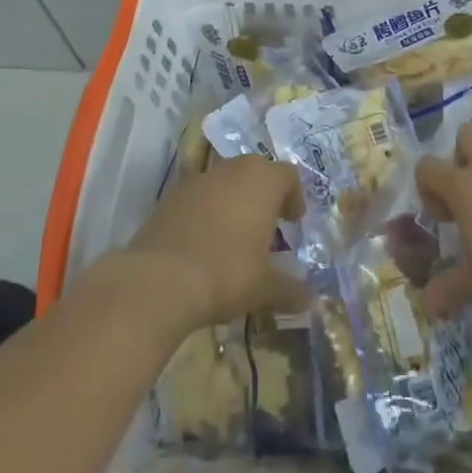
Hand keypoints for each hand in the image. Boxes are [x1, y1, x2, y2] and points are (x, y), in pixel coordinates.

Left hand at [121, 155, 307, 329]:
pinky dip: (206, 212)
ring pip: (224, 182)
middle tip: (267, 226)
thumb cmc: (226, 273)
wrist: (158, 280)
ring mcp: (197, 181)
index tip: (294, 222)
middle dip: (263, 195)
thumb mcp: (264, 287)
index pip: (287, 176)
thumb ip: (290, 289)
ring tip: (235, 236)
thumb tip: (313, 302)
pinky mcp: (169, 197)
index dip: (294, 197)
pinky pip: (198, 197)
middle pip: (255, 172)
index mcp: (262, 181)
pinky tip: (204, 243)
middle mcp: (231, 170)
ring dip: (233, 201)